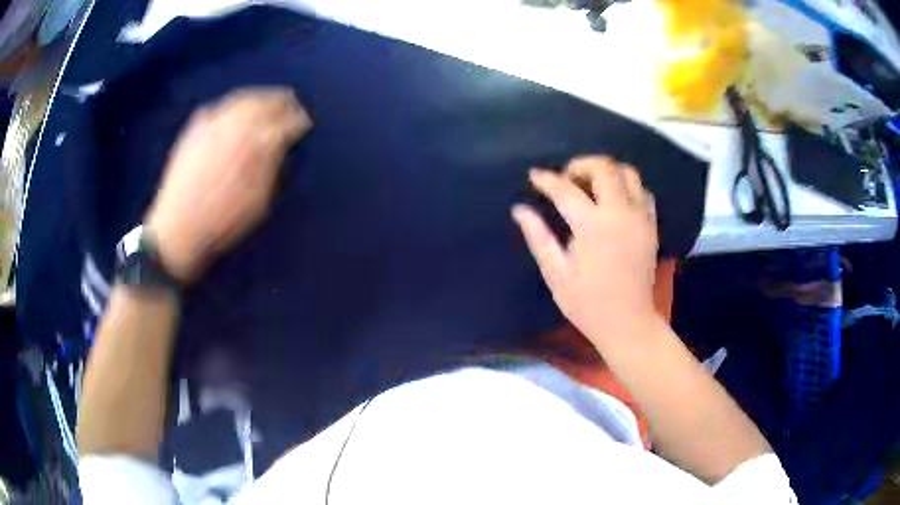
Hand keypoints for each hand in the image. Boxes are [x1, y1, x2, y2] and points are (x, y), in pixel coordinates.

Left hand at [145, 87, 311, 283]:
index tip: (305, 123)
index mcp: (259, 143)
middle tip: (292, 104)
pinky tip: (238, 110)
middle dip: (283, 102)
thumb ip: (273, 166)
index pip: (288, 122)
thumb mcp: (260, 201)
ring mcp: (214, 122)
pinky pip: (222, 105)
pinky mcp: (196, 126)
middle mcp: (238, 124)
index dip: (300, 121)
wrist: (178, 227)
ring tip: (268, 101)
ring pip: (244, 98)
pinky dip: (236, 104)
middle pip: (267, 102)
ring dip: (261, 97)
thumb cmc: (223, 221)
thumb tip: (281, 145)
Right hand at [512, 156, 659, 346]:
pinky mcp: (651, 225)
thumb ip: (539, 237)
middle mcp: (620, 213)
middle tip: (566, 179)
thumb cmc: (587, 303)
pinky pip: (642, 191)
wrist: (628, 322)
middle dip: (581, 165)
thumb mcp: (556, 274)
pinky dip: (626, 186)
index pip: (565, 189)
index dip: (547, 179)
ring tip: (590, 185)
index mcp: (593, 226)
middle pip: (604, 168)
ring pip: (628, 173)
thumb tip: (520, 210)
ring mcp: (640, 218)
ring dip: (607, 171)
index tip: (534, 175)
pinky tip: (613, 200)